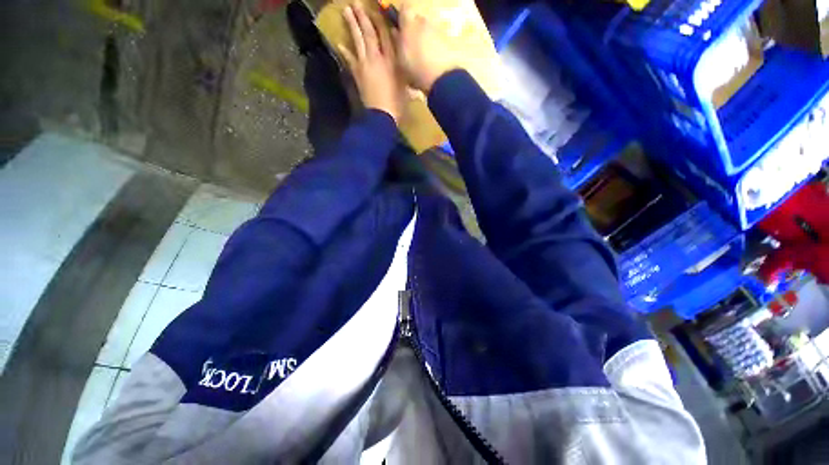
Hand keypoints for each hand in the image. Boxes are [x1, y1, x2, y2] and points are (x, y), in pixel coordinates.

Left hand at [339, 4, 403, 121]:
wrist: (380, 116)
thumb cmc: (396, 104)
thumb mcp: (405, 88)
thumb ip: (404, 73)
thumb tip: (406, 64)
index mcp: (391, 61)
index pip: (386, 37)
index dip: (381, 22)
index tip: (376, 10)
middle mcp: (376, 59)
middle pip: (369, 34)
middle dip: (363, 18)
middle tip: (355, 3)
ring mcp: (364, 66)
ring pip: (357, 41)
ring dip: (352, 26)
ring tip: (346, 11)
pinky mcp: (357, 75)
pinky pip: (349, 59)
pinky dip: (345, 51)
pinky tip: (340, 43)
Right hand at [394, 4, 462, 91]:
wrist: (442, 78)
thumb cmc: (416, 69)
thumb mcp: (400, 60)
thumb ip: (397, 43)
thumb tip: (395, 32)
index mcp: (409, 24)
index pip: (405, 9)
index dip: (403, 18)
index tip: (401, 29)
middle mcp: (424, 22)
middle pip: (418, 20)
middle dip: (415, 29)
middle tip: (412, 47)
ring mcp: (438, 29)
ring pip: (429, 30)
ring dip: (426, 39)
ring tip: (425, 57)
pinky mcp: (449, 40)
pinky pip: (439, 39)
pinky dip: (436, 47)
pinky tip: (434, 61)